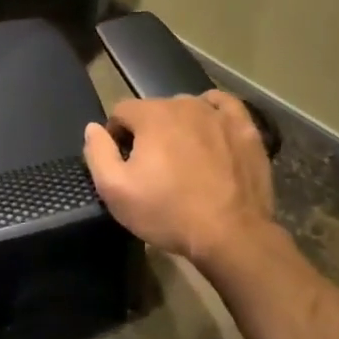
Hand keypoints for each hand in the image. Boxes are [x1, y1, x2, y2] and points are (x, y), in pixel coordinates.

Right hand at [83, 91, 278, 273]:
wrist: (231, 235)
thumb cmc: (167, 212)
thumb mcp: (115, 190)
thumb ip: (98, 152)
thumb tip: (93, 128)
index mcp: (151, 114)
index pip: (121, 111)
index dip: (117, 136)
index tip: (124, 163)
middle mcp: (185, 104)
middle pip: (155, 109)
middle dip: (148, 132)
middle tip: (153, 167)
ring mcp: (219, 114)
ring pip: (187, 108)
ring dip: (178, 126)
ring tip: (183, 158)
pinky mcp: (245, 129)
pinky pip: (223, 106)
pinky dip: (212, 113)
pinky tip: (209, 129)